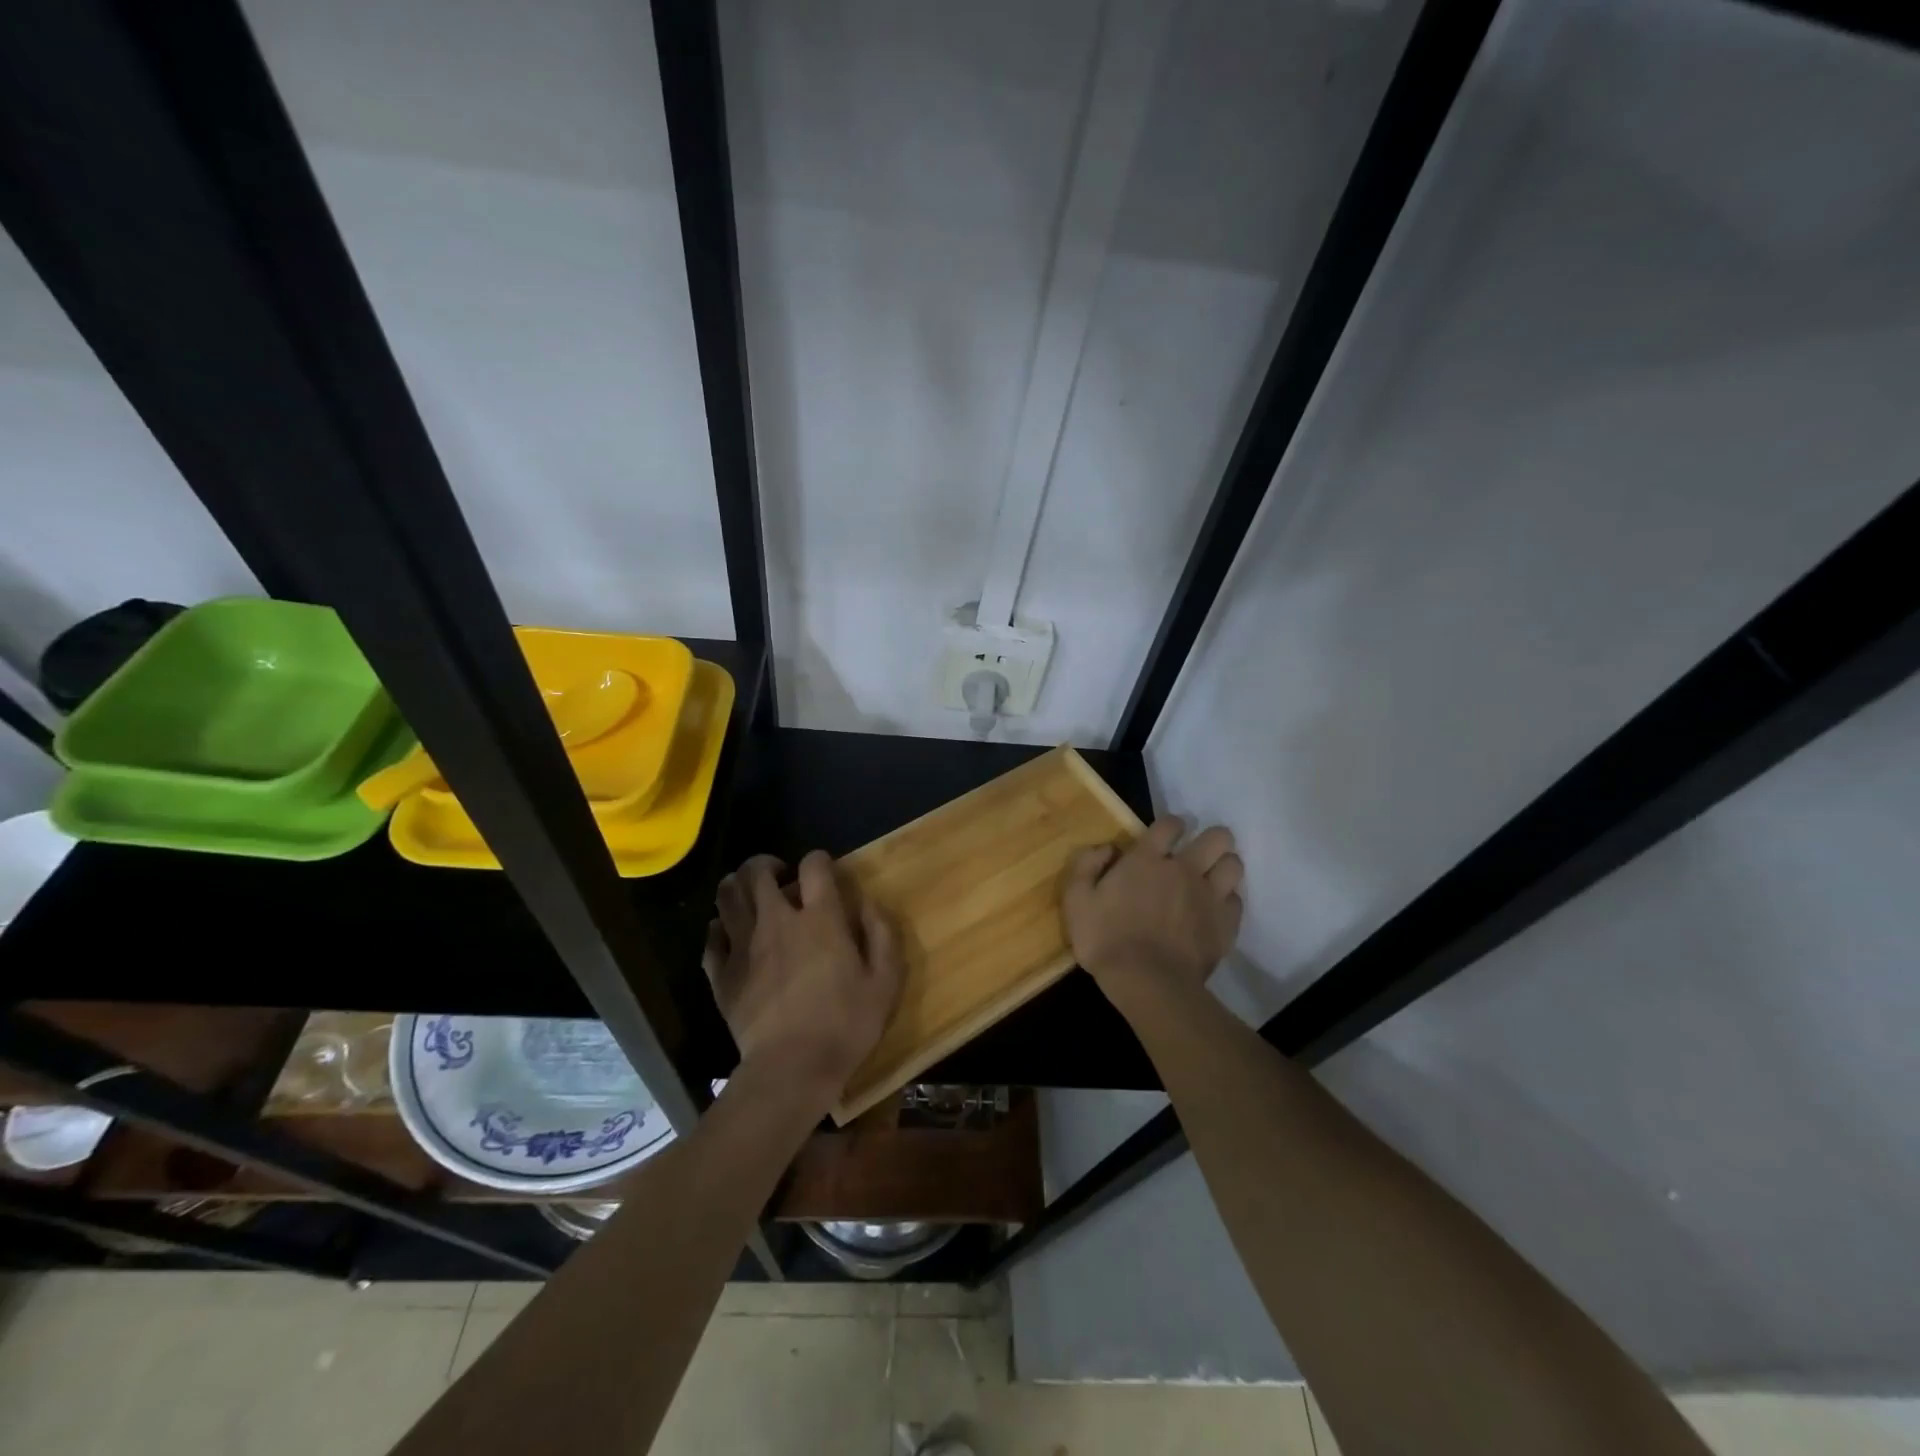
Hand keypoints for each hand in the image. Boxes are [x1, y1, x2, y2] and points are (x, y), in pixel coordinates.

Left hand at [703, 851, 902, 1104]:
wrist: (791, 1069)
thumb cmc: (845, 1024)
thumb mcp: (885, 981)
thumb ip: (881, 934)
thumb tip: (867, 904)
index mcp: (820, 918)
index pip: (814, 865)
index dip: (819, 860)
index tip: (825, 874)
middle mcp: (777, 920)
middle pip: (757, 872)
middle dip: (768, 864)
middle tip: (780, 877)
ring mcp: (744, 946)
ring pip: (728, 895)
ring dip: (739, 886)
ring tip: (753, 896)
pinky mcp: (721, 974)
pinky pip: (712, 936)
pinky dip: (720, 926)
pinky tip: (732, 934)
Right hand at [1063, 817, 1243, 1000]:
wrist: (1146, 982)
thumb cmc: (1105, 939)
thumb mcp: (1076, 900)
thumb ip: (1087, 866)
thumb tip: (1107, 848)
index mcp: (1147, 859)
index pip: (1171, 824)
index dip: (1171, 825)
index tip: (1166, 836)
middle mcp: (1184, 869)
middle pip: (1217, 837)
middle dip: (1212, 840)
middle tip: (1198, 854)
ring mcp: (1209, 897)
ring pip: (1234, 865)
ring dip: (1224, 867)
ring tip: (1211, 879)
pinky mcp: (1225, 925)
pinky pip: (1237, 902)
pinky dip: (1227, 902)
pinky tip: (1214, 911)